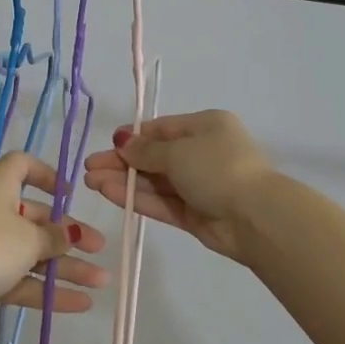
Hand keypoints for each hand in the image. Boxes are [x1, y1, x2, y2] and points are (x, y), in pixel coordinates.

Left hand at [0, 152, 108, 340]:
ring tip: (101, 282)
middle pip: (34, 217)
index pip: (22, 166)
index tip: (69, 194)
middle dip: (68, 234)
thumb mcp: (28, 238)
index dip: (46, 175)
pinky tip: (80, 304)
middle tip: (99, 248)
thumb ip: (54, 236)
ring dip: (65, 267)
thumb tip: (68, 234)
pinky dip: (47, 290)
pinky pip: (20, 280)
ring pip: (31, 253)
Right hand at [82, 109, 274, 263]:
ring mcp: (198, 186)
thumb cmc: (218, 168)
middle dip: (122, 162)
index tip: (106, 145)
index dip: (133, 138)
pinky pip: (161, 202)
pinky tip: (109, 194)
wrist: (255, 216)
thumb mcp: (178, 151)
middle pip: (154, 157)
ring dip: (124, 181)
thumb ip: (146, 150)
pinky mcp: (194, 214)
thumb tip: (122, 142)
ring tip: (91, 182)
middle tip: (90, 168)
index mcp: (205, 127)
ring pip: (155, 182)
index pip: (161, 130)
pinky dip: (137, 198)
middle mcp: (202, 153)